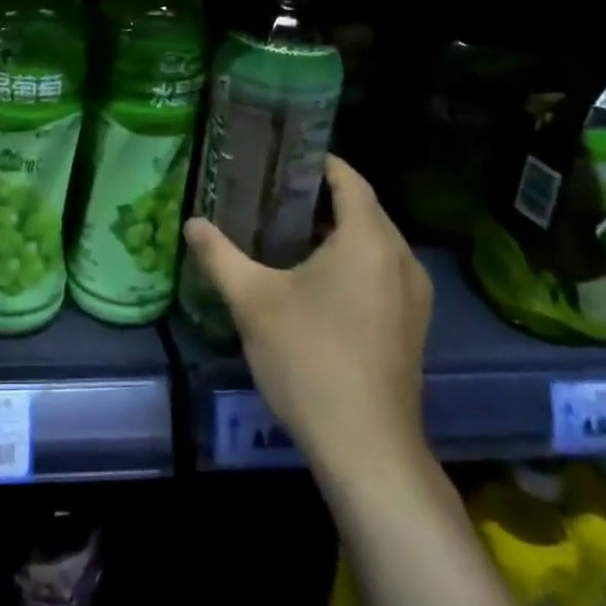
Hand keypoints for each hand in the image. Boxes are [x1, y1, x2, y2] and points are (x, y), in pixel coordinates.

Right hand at [183, 155, 432, 479]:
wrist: (366, 448)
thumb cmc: (309, 359)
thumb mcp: (252, 301)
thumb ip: (219, 255)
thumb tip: (192, 223)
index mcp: (368, 240)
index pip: (349, 179)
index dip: (317, 161)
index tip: (281, 156)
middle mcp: (401, 258)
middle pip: (363, 208)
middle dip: (321, 196)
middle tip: (271, 192)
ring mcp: (413, 295)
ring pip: (374, 241)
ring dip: (337, 230)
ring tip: (286, 231)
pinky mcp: (412, 324)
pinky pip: (382, 270)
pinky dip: (353, 260)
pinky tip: (315, 279)